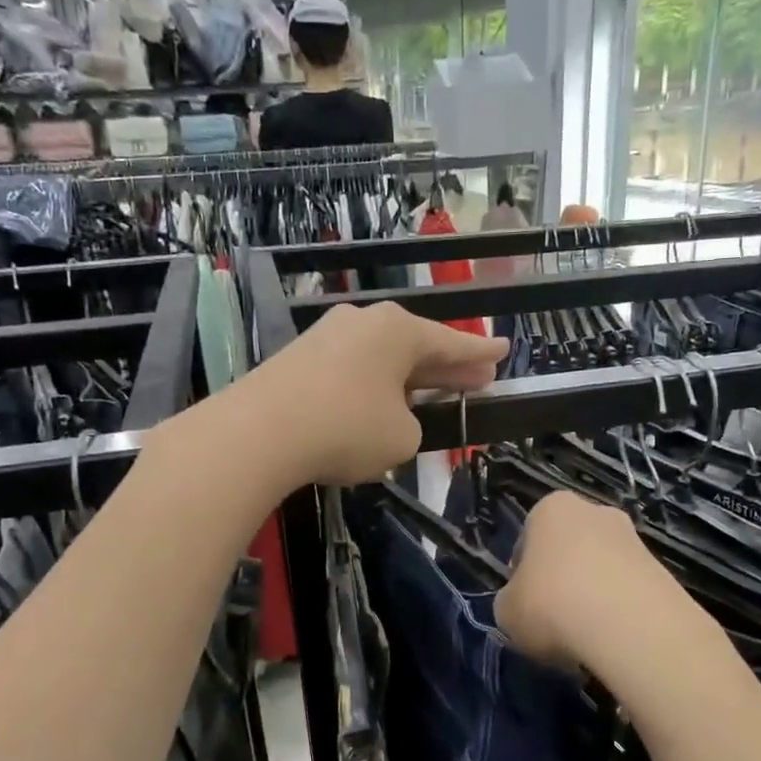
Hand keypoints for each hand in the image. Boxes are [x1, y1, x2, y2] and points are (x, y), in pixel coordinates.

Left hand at [240, 303, 506, 486]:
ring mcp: (328, 336)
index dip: (480, 353)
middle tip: (477, 377)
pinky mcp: (299, 359)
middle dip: (448, 365)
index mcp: (398, 330)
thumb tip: (392, 416)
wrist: (258, 432)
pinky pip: (353, 369)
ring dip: (409, 377)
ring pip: (383, 358)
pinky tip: (380, 402)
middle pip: (417, 346)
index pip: (452, 342)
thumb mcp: (402, 438)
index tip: (503, 350)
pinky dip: (374, 385)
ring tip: (432, 391)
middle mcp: (364, 322)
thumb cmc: (347, 428)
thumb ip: (411, 424)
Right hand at [495, 492, 662, 672]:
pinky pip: (628, 592)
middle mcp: (595, 512)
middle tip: (554, 621)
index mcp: (551, 509)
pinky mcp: (662, 570)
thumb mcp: (506, 611)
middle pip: (568, 550)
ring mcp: (633, 539)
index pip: (527, 541)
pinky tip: (612, 641)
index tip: (524, 605)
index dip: (522, 576)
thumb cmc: (552, 605)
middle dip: (562, 581)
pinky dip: (619, 613)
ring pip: (601, 571)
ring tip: (585, 639)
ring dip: (592, 598)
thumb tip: (524, 605)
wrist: (629, 625)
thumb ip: (511, 601)